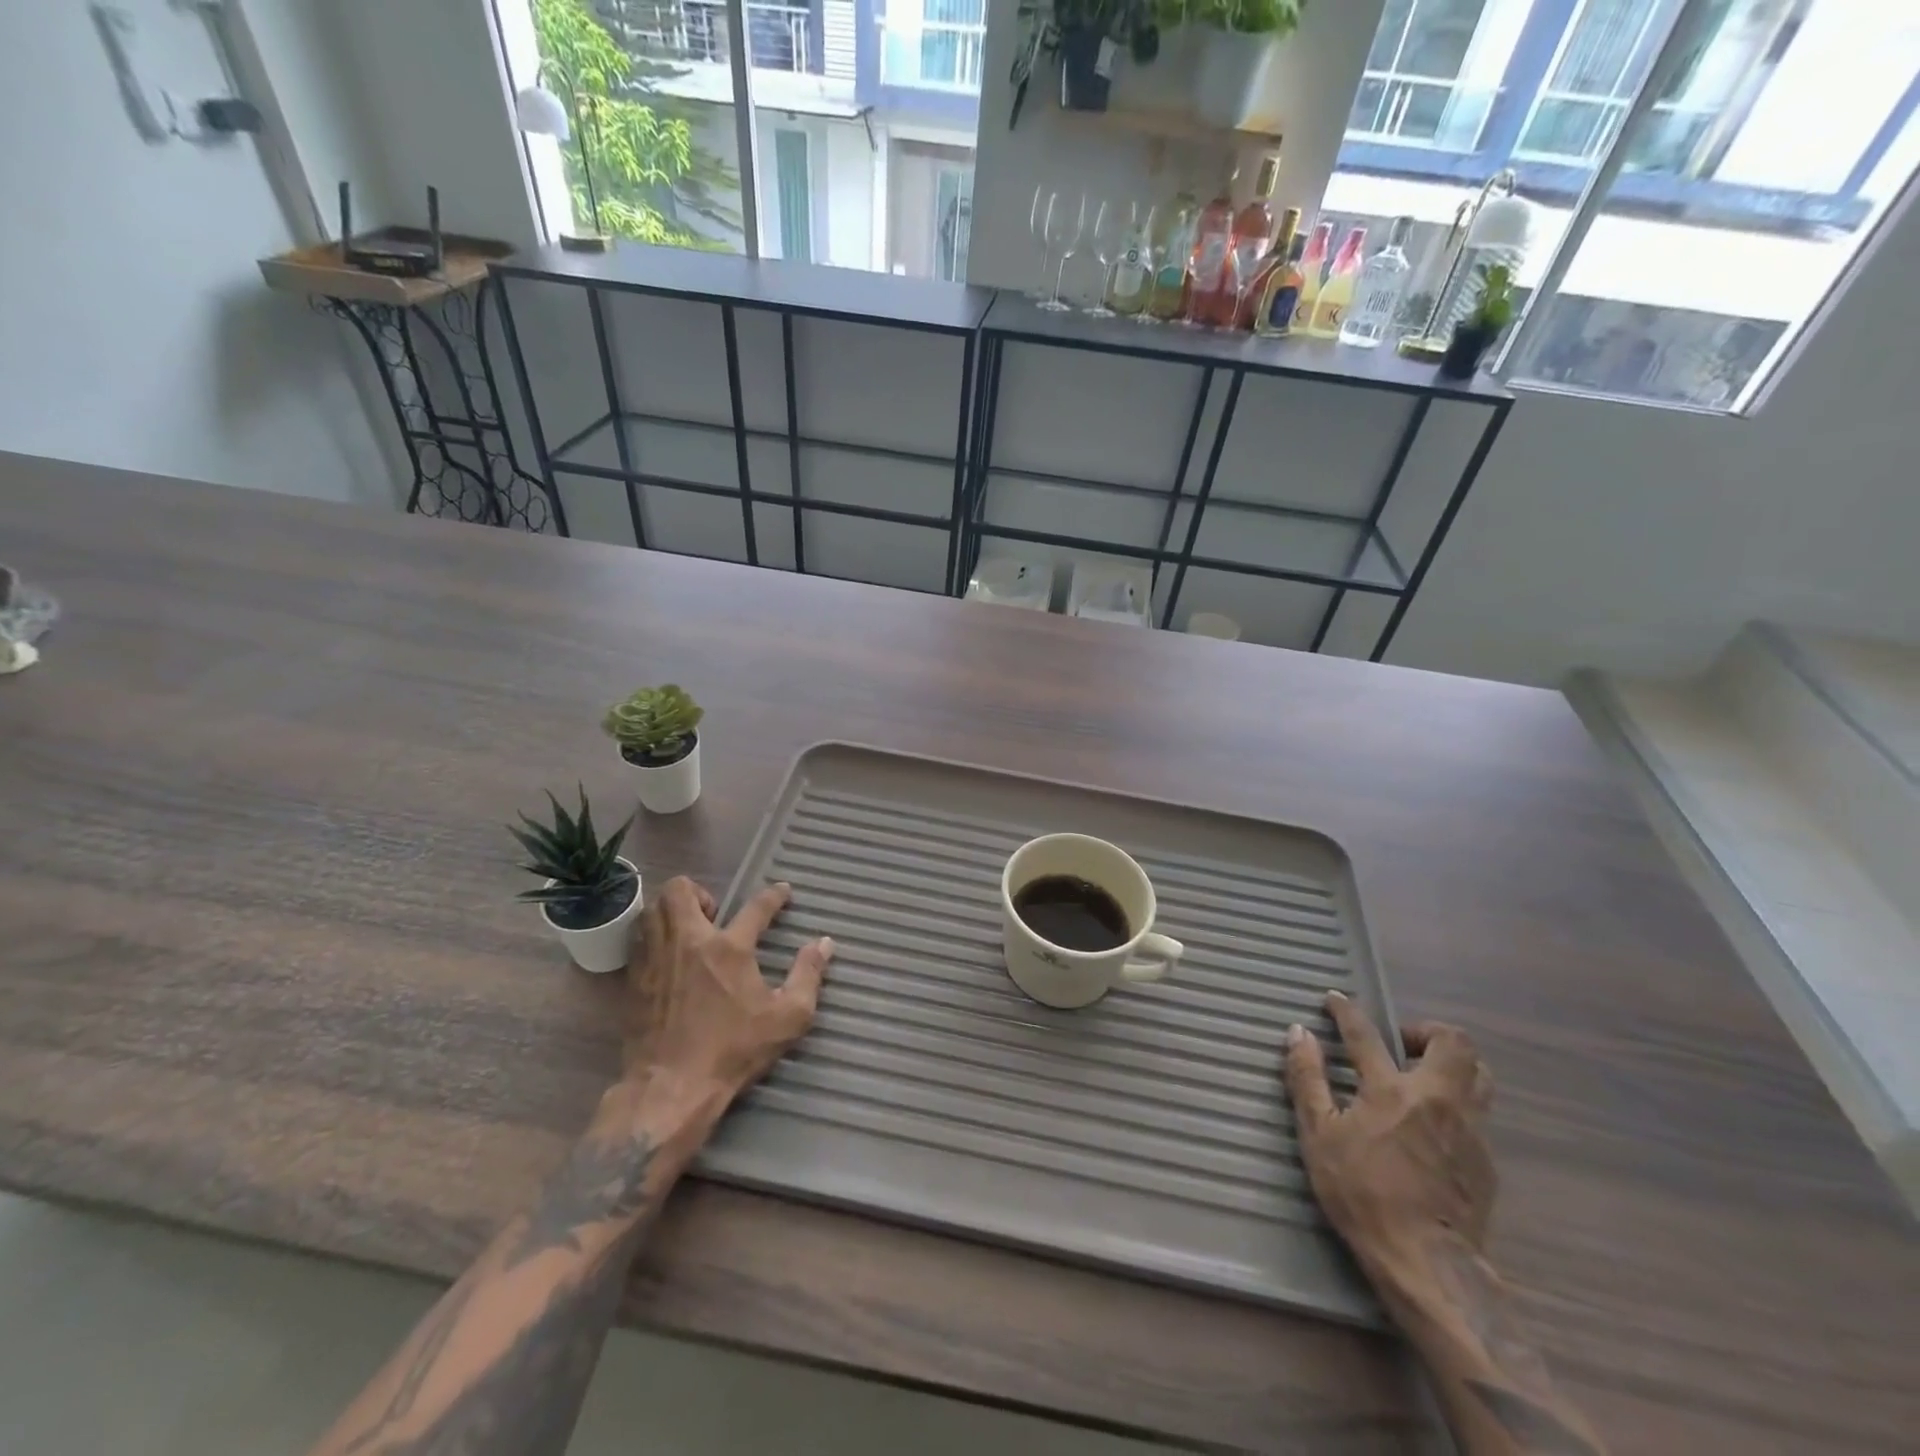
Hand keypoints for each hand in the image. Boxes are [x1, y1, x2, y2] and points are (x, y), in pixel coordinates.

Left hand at [625, 876, 832, 1100]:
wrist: (671, 1088)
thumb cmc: (734, 1051)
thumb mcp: (787, 1018)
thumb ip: (808, 976)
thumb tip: (825, 944)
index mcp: (729, 949)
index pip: (756, 906)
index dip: (774, 895)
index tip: (783, 891)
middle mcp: (688, 942)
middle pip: (681, 890)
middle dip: (699, 891)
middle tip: (714, 914)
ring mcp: (655, 959)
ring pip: (652, 909)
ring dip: (671, 910)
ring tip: (687, 929)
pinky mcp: (634, 979)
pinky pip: (638, 939)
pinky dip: (652, 936)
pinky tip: (666, 956)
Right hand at [1283, 992, 1496, 1273]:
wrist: (1427, 1264)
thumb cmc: (1362, 1194)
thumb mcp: (1318, 1135)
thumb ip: (1308, 1078)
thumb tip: (1298, 1033)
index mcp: (1392, 1090)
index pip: (1366, 1034)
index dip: (1346, 1010)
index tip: (1334, 998)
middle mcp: (1438, 1099)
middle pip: (1453, 1042)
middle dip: (1425, 1029)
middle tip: (1397, 1042)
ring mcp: (1470, 1129)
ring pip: (1479, 1074)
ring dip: (1452, 1062)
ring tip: (1422, 1074)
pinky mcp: (1486, 1160)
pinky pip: (1479, 1112)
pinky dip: (1456, 1101)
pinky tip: (1432, 1125)